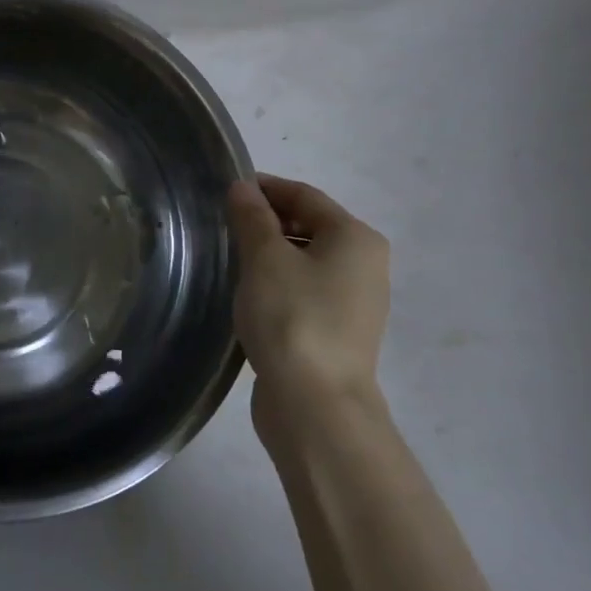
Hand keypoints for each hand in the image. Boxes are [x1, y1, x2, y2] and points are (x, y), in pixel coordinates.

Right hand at [227, 174, 390, 447]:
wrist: (316, 404)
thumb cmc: (292, 317)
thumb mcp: (264, 258)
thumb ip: (252, 217)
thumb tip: (243, 187)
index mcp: (355, 237)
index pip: (304, 196)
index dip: (265, 188)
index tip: (226, 190)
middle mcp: (365, 264)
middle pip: (310, 225)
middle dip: (267, 221)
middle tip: (224, 225)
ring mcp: (356, 301)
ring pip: (307, 260)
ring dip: (271, 253)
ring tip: (232, 259)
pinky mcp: (339, 331)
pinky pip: (306, 290)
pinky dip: (280, 282)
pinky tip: (251, 295)